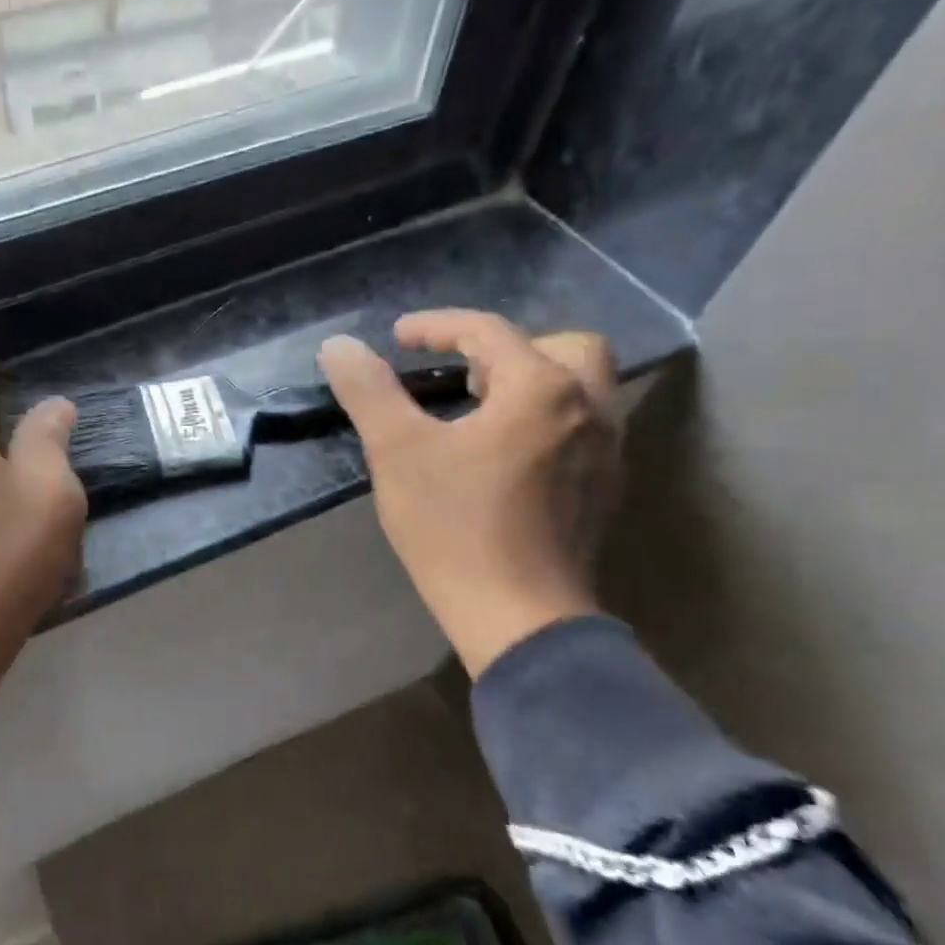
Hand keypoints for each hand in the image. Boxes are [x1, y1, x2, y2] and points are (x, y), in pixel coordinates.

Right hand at [319, 311, 621, 678]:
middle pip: (562, 347)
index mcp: (542, 388)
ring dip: (530, 383)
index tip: (397, 337)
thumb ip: (368, 391)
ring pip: (579, 390)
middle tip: (460, 374)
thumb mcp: (397, 451)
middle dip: (506, 349)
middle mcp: (590, 409)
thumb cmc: (455, 526)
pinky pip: (580, 429)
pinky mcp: (604, 491)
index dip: (437, 327)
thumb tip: (338, 345)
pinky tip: (504, 454)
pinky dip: (545, 420)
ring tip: (478, 410)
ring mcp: (607, 452)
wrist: (519, 617)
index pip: (488, 332)